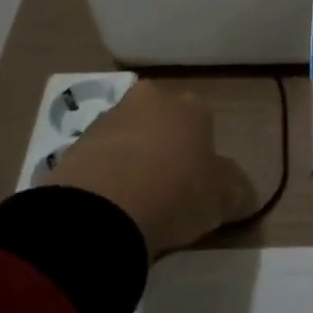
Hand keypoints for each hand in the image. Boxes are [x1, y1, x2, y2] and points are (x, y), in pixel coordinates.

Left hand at [38, 81, 257, 258]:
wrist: (101, 212)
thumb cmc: (177, 193)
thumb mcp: (224, 199)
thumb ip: (235, 190)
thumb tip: (239, 193)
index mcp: (192, 106)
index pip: (203, 122)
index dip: (202, 153)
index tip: (199, 183)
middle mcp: (150, 101)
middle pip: (161, 122)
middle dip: (164, 147)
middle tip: (166, 188)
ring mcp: (107, 120)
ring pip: (127, 138)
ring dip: (131, 161)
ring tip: (134, 204)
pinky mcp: (72, 146)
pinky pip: (98, 161)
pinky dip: (104, 179)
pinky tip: (107, 209)